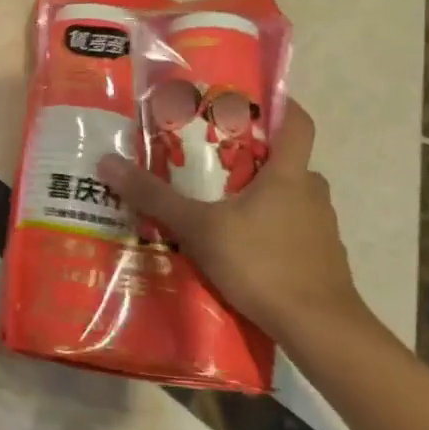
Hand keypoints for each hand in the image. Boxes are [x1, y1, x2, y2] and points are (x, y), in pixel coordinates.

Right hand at [97, 102, 367, 347]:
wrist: (320, 330)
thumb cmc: (263, 263)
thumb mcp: (198, 228)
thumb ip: (154, 196)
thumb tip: (107, 162)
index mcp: (290, 174)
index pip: (297, 122)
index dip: (277, 104)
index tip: (246, 99)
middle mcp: (311, 193)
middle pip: (284, 160)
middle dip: (249, 155)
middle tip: (207, 157)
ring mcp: (321, 228)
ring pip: (287, 197)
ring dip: (256, 195)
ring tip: (214, 204)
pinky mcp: (320, 259)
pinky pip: (290, 229)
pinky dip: (266, 228)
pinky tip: (236, 246)